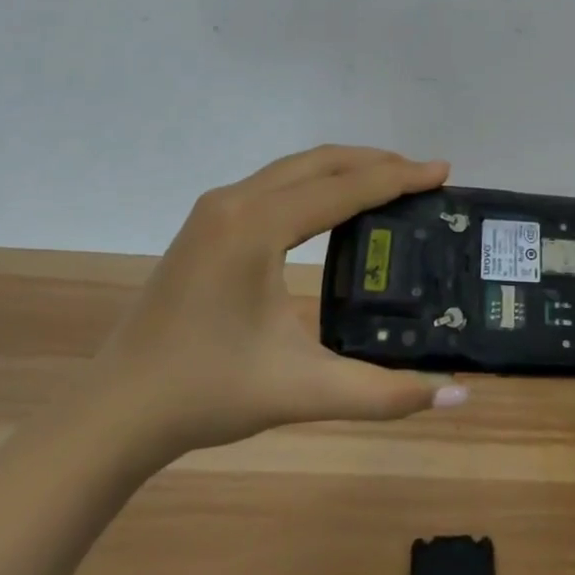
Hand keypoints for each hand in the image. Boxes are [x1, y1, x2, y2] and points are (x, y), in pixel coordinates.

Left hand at [89, 145, 467, 464]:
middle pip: (320, 162)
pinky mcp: (206, 222)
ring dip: (345, 169)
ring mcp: (215, 208)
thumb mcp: (303, 390)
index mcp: (257, 226)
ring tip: (390, 182)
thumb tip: (458, 398)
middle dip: (375, 162)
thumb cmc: (207, 393)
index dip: (398, 178)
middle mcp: (235, 201)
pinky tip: (335, 206)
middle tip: (423, 176)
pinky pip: (275, 183)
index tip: (442, 171)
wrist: (116, 411)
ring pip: (295, 168)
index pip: (344, 188)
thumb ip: (384, 393)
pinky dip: (316, 182)